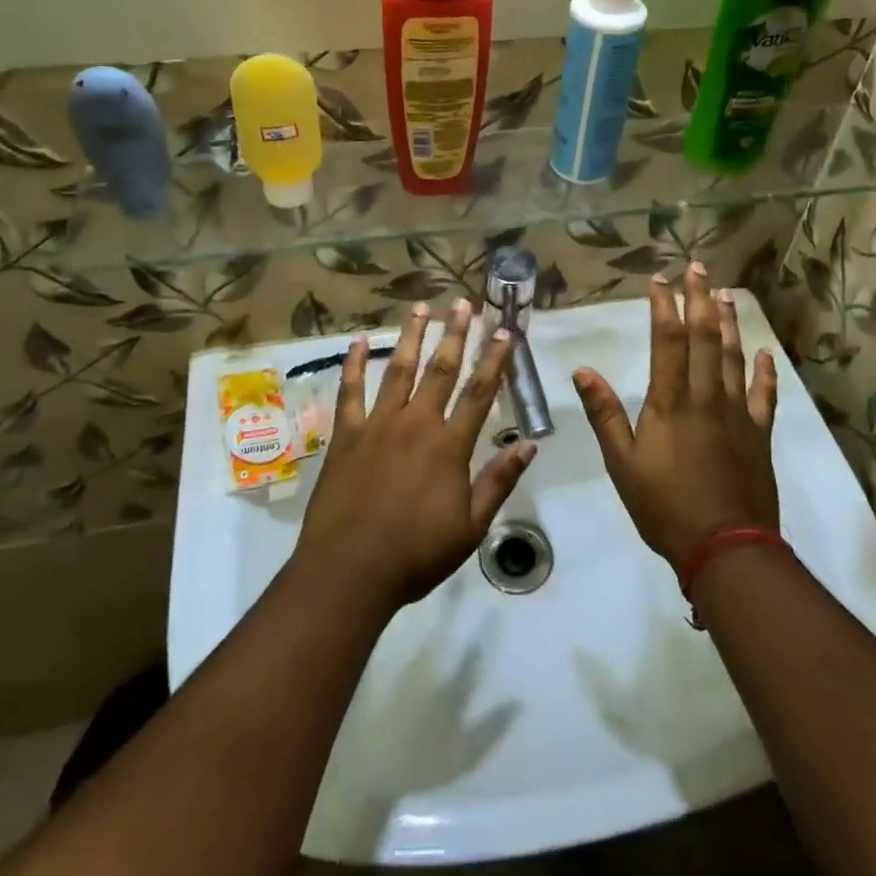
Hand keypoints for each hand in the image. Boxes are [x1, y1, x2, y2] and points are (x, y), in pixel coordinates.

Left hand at [297, 299, 536, 611]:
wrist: (350, 571)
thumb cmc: (415, 555)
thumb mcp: (470, 528)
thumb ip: (499, 481)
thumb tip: (529, 444)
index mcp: (450, 446)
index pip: (480, 393)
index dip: (495, 360)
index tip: (505, 332)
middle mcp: (416, 424)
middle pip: (441, 370)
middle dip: (456, 334)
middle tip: (463, 304)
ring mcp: (378, 424)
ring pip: (398, 370)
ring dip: (411, 337)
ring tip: (421, 308)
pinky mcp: (346, 434)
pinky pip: (350, 391)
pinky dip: (354, 364)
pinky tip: (357, 342)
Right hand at [574, 265, 778, 572]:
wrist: (726, 548)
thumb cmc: (665, 507)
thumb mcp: (622, 464)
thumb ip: (605, 414)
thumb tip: (583, 370)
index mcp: (671, 402)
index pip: (668, 341)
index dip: (664, 307)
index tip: (660, 280)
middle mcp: (706, 397)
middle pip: (705, 337)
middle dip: (700, 299)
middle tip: (699, 267)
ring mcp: (737, 414)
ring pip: (734, 357)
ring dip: (730, 323)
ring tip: (726, 294)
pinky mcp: (759, 435)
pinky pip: (764, 396)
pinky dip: (765, 372)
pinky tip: (765, 354)